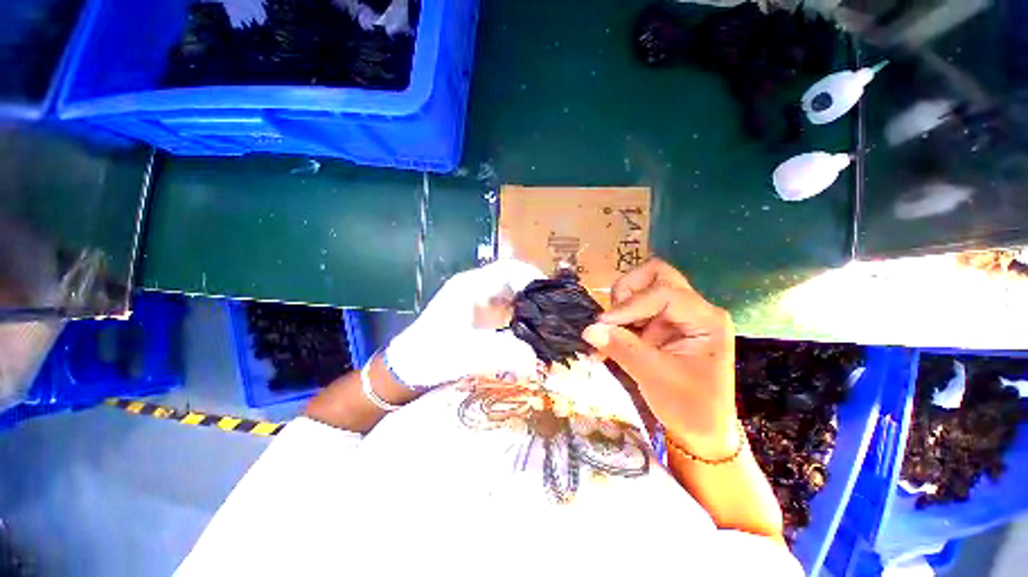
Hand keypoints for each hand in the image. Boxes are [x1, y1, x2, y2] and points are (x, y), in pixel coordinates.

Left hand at [385, 259, 545, 388]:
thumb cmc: (432, 355)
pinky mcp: (478, 312)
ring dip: (528, 303)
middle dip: (535, 292)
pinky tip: (528, 329)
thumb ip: (502, 354)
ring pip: (510, 292)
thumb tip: (536, 360)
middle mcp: (476, 286)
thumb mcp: (467, 354)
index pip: (508, 268)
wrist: (408, 367)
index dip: (533, 276)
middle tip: (554, 310)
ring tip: (546, 319)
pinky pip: (505, 306)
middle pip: (513, 278)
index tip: (551, 295)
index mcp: (471, 286)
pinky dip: (520, 314)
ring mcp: (477, 299)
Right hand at [582, 259, 737, 459]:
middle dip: (627, 292)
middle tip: (613, 318)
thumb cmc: (690, 408)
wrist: (702, 432)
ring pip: (640, 291)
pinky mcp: (661, 326)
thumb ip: (621, 348)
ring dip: (619, 310)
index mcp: (705, 319)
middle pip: (656, 276)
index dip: (630, 304)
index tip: (603, 324)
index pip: (663, 292)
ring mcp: (676, 316)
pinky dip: (617, 324)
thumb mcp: (654, 377)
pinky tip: (605, 345)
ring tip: (607, 337)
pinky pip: (633, 312)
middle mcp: (692, 309)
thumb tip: (589, 329)